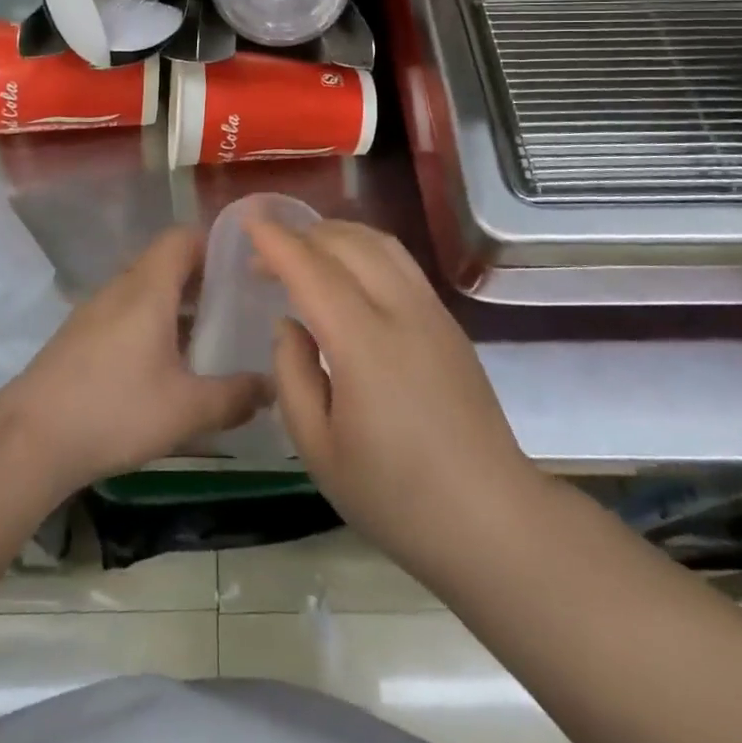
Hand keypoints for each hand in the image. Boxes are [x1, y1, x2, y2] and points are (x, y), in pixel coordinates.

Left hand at [7, 228, 268, 495]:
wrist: (29, 439)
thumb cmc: (115, 410)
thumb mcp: (186, 409)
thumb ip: (235, 396)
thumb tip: (271, 387)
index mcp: (149, 287)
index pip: (182, 237)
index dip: (214, 242)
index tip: (243, 266)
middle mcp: (121, 287)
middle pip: (165, 262)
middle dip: (202, 278)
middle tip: (236, 305)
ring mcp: (95, 310)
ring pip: (145, 289)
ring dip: (176, 303)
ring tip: (208, 336)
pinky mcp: (80, 335)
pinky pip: (126, 311)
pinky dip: (151, 322)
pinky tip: (164, 364)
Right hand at [252, 219, 536, 579]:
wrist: (492, 521)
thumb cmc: (395, 497)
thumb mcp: (318, 450)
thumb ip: (292, 376)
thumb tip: (289, 324)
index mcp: (364, 345)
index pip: (313, 271)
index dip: (277, 242)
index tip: (249, 222)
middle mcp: (401, 312)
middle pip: (347, 243)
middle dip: (301, 235)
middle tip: (265, 254)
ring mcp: (432, 312)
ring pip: (379, 243)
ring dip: (335, 234)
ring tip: (304, 250)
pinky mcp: (449, 321)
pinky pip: (400, 261)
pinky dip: (364, 247)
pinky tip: (348, 270)